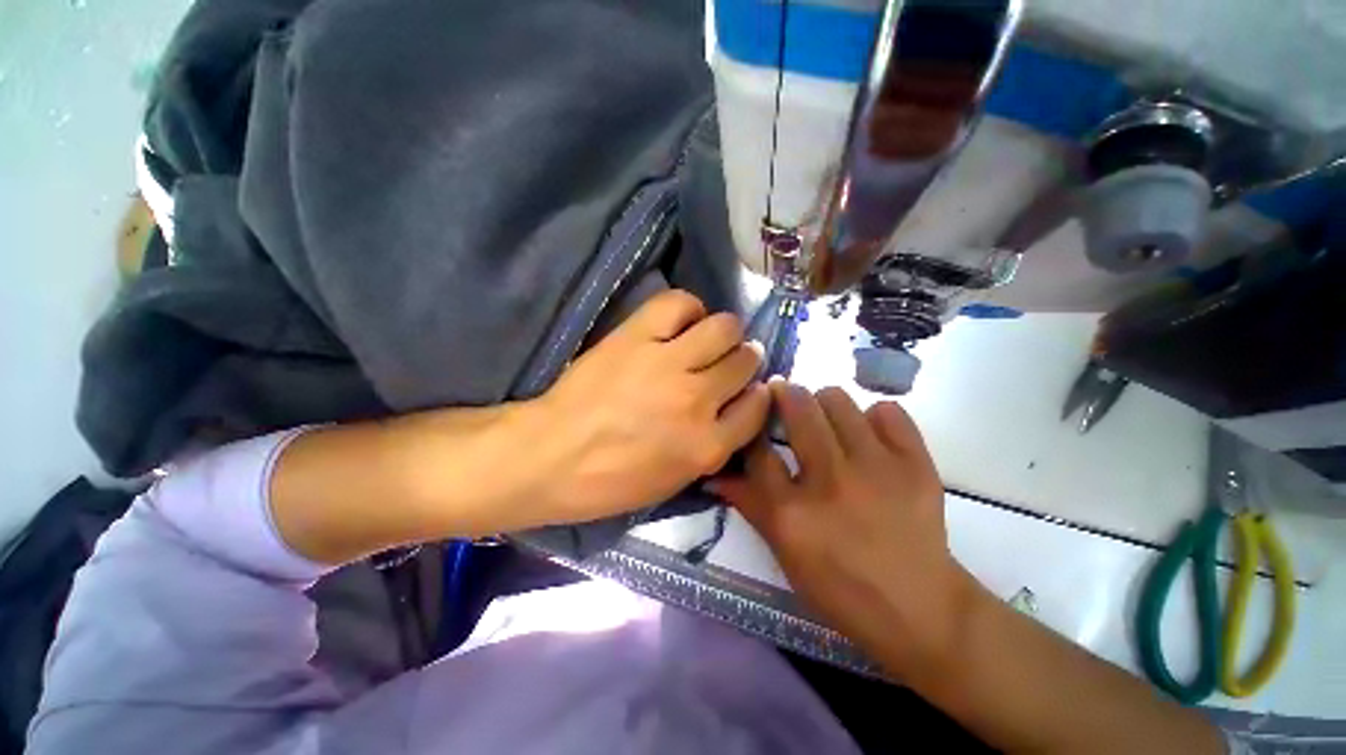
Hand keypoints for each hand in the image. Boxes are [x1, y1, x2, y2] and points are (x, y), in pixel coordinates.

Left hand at [534, 290, 770, 522]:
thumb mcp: (674, 481)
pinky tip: (681, 321)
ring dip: (724, 332)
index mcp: (707, 446)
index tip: (748, 390)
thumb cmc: (610, 480)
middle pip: (745, 361)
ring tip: (707, 338)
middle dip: (744, 360)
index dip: (757, 395)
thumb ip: (713, 445)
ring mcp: (667, 364)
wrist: (550, 456)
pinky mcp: (636, 336)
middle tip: (727, 361)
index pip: (758, 407)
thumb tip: (734, 407)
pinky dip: (688, 308)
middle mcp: (697, 400)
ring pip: (724, 328)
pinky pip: (680, 303)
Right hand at [712, 382, 974, 680]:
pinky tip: (870, 437)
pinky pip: (888, 411)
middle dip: (784, 394)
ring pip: (838, 399)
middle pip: (798, 408)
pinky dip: (874, 417)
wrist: (919, 610)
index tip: (754, 416)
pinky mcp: (916, 465)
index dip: (751, 427)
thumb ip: (748, 504)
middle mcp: (831, 482)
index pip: (757, 449)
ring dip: (825, 404)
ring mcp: (877, 469)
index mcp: (792, 513)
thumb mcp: (783, 551)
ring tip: (827, 421)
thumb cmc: (839, 588)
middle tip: (784, 399)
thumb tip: (714, 474)